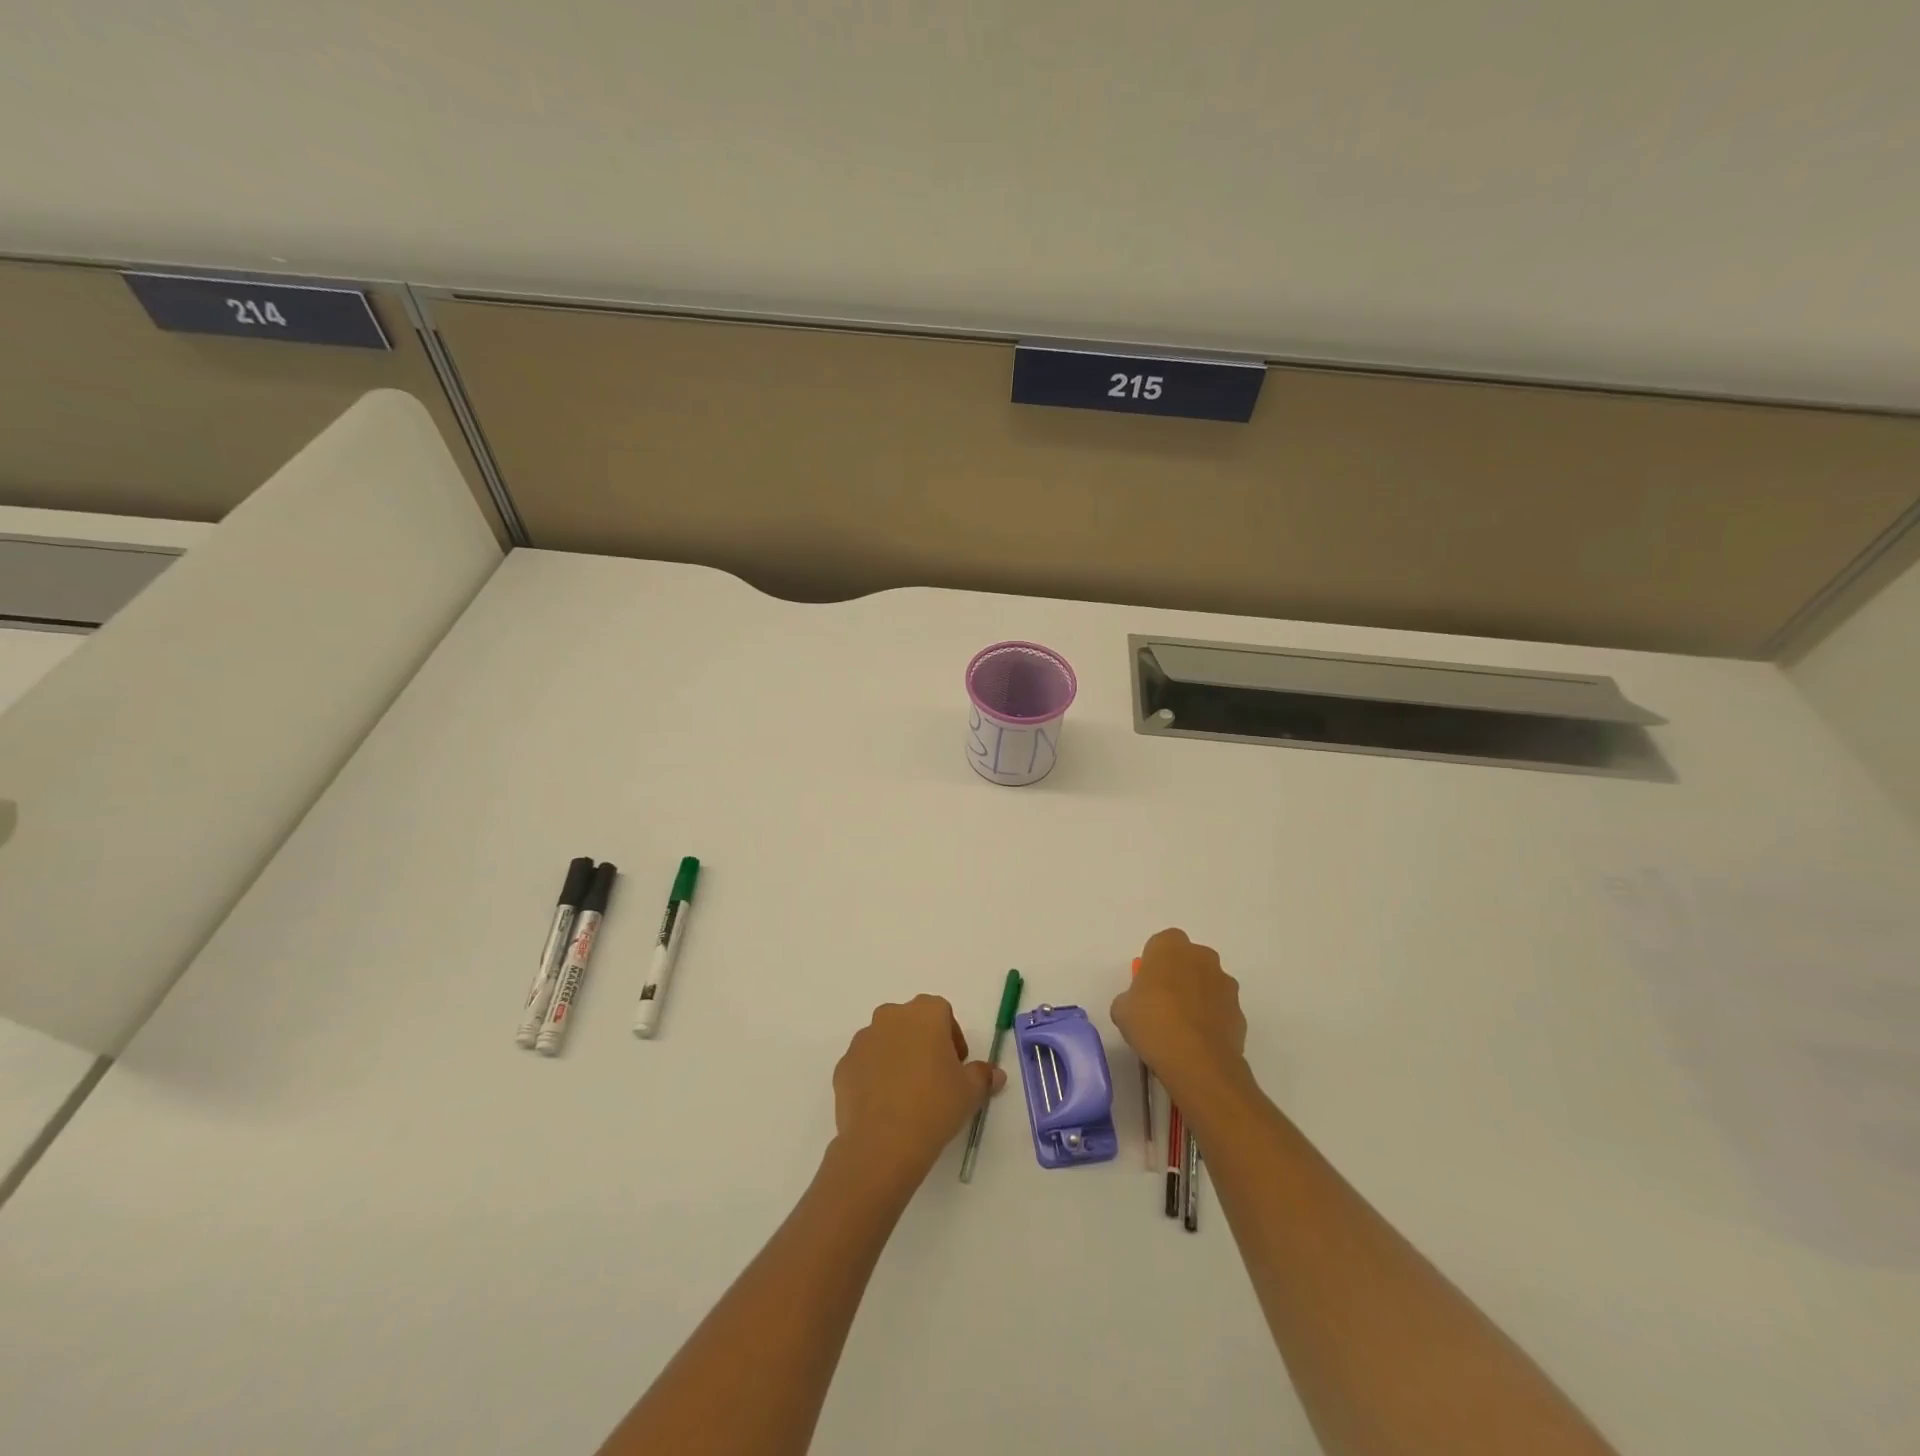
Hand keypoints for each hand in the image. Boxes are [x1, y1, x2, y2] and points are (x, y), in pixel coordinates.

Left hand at [831, 995, 1005, 1190]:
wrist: (882, 1143)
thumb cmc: (934, 1106)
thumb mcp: (970, 1092)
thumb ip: (983, 1076)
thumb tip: (995, 1074)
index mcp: (925, 1013)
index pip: (942, 1013)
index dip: (952, 1038)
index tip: (957, 1066)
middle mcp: (891, 1016)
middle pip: (912, 1022)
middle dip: (923, 1043)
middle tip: (934, 1079)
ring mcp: (863, 1040)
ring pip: (886, 1041)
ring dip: (897, 1057)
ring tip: (907, 1095)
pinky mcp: (843, 1065)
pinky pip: (865, 1064)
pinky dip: (874, 1077)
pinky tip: (884, 1106)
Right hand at [1110, 928, 1248, 1098]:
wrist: (1197, 1061)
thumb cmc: (1152, 1023)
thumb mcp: (1122, 1009)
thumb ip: (1131, 997)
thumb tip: (1139, 1004)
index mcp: (1170, 947)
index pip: (1161, 944)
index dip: (1153, 964)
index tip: (1146, 986)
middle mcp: (1202, 957)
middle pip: (1188, 960)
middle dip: (1178, 976)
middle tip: (1162, 1004)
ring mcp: (1226, 984)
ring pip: (1207, 984)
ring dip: (1197, 997)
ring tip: (1181, 1029)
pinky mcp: (1240, 1012)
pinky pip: (1220, 1009)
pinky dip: (1211, 1020)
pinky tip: (1197, 1043)